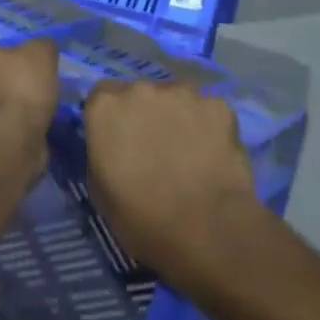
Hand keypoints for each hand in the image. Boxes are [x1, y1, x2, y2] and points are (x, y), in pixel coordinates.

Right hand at [83, 82, 260, 294]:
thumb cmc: (142, 220)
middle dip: (146, 114)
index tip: (120, 141)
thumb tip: (114, 146)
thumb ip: (102, 152)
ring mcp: (183, 93)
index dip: (113, 119)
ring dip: (178, 116)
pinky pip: (208, 112)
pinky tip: (214, 155)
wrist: (206, 232)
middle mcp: (141, 88)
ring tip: (189, 152)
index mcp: (106, 107)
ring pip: (177, 98)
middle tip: (156, 149)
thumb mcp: (100, 190)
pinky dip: (209, 127)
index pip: (102, 96)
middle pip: (141, 94)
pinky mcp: (218, 105)